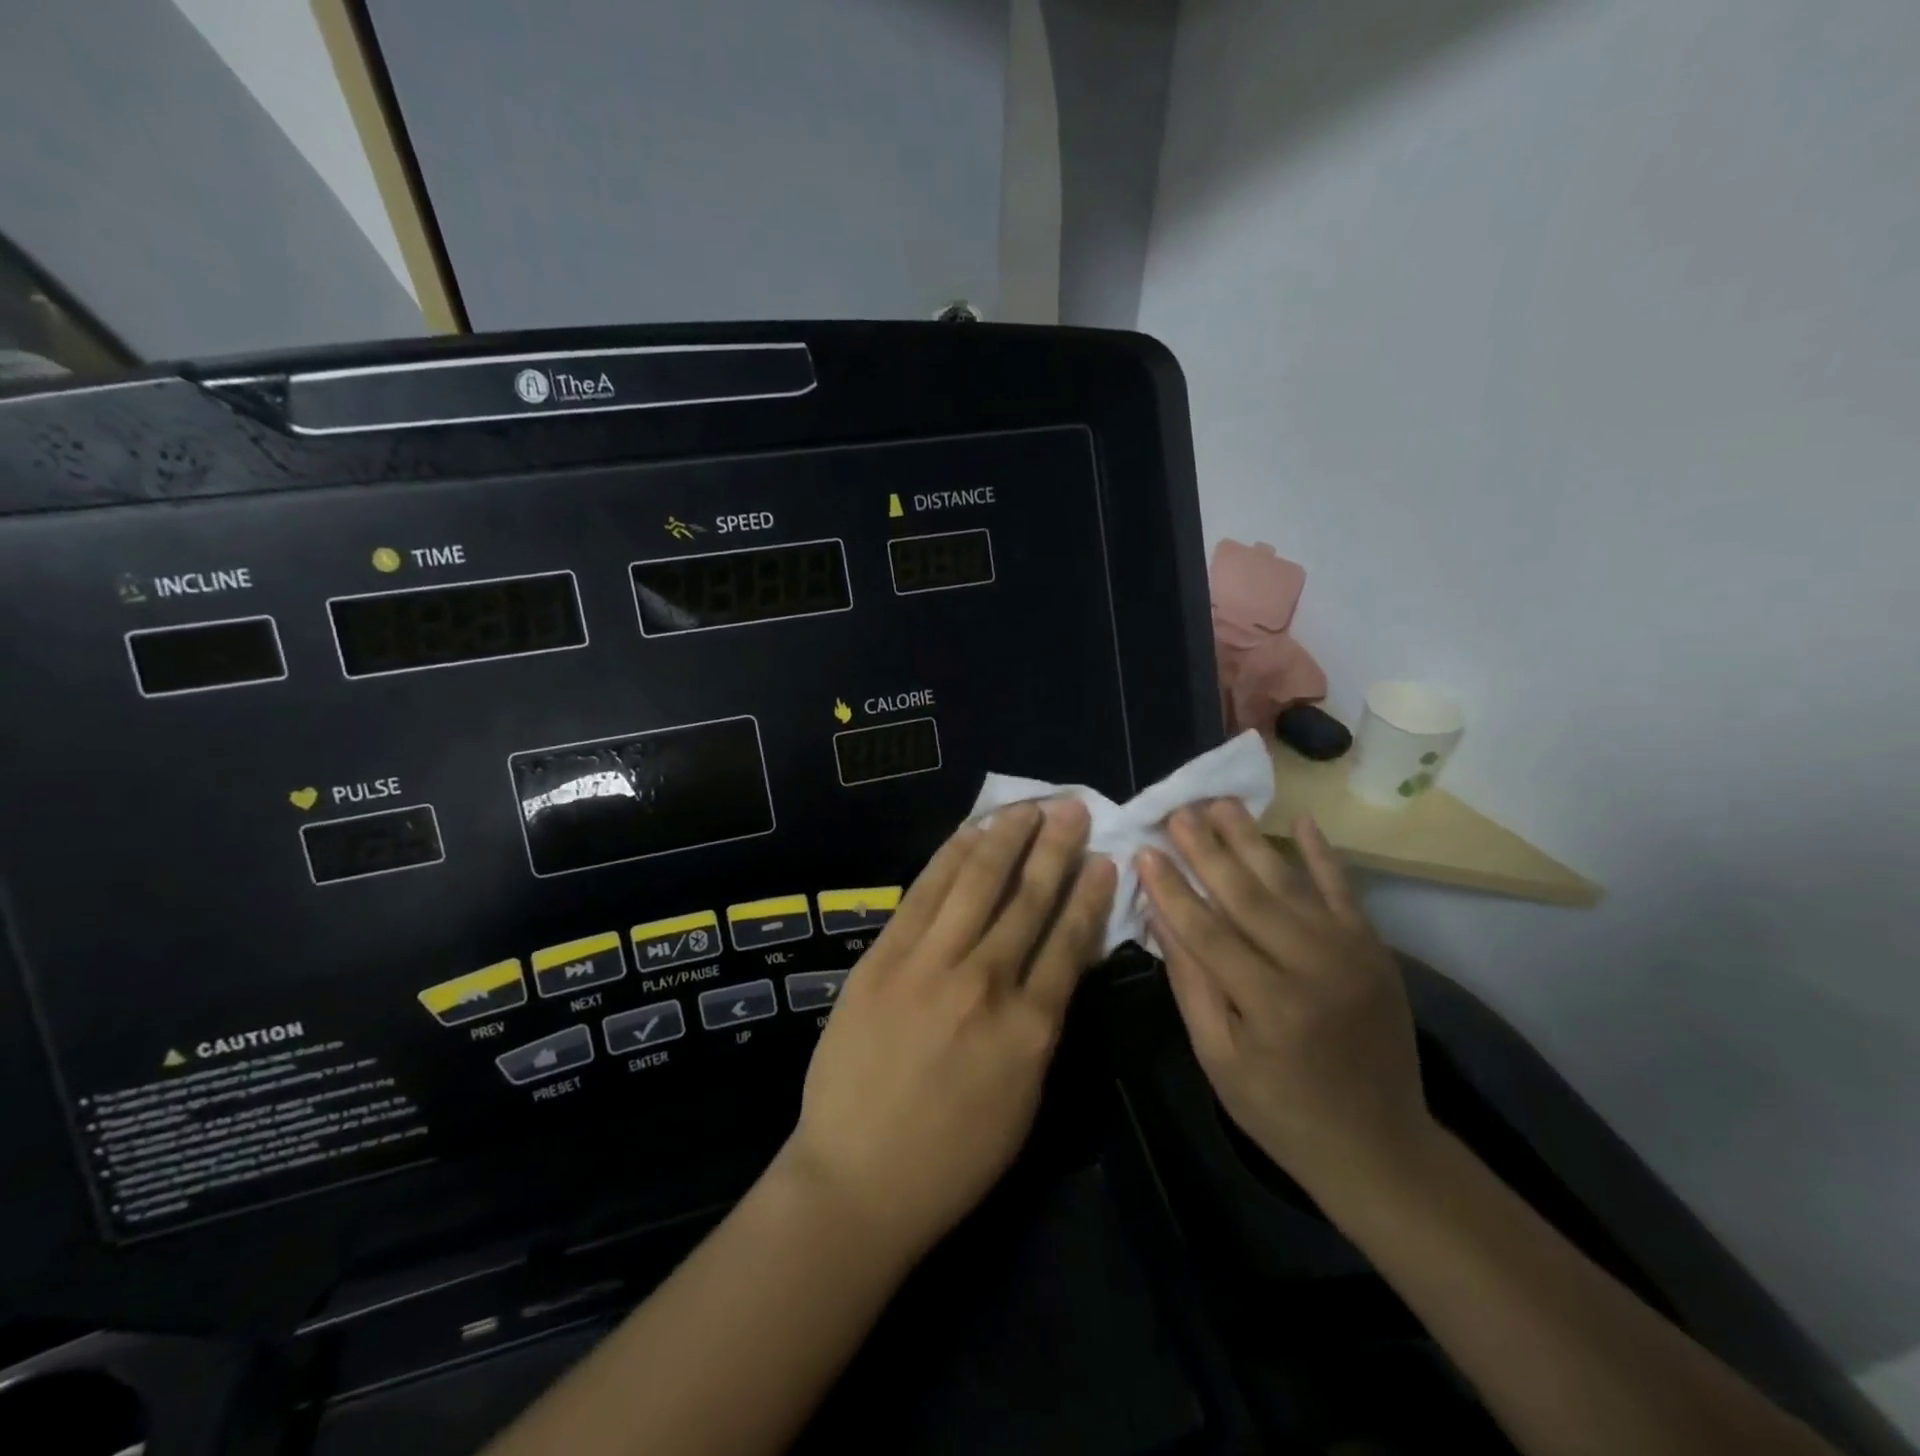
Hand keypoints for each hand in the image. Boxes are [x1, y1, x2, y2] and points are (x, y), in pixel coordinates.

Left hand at [778, 799, 1116, 1261]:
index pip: (1070, 941)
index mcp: (1031, 1028)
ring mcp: (930, 964)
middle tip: (1072, 806)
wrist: (857, 1179)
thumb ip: (1042, 1025)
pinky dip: (950, 858)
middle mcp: (986, 982)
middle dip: (1054, 848)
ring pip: (976, 883)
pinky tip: (969, 834)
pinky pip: (923, 894)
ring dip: (1006, 839)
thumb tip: (1057, 964)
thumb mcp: (1024, 1099)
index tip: (1103, 858)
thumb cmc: (952, 1158)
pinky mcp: (884, 957)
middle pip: (1027, 899)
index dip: (1089, 894)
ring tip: (1027, 806)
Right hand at [1137, 802, 1436, 1199]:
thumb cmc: (1281, 1110)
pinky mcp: (1374, 949)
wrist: (1381, 1147)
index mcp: (1269, 1005)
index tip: (1144, 851)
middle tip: (1178, 810)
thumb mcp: (1219, 1059)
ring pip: (1289, 883)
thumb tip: (1161, 917)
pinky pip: (1344, 891)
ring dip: (1252, 840)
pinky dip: (1324, 855)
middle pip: (1247, 895)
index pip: (1207, 931)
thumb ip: (1191, 984)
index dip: (1171, 889)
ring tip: (1221, 803)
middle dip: (1206, 850)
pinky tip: (1304, 821)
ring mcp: (1351, 953)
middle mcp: (1313, 968)